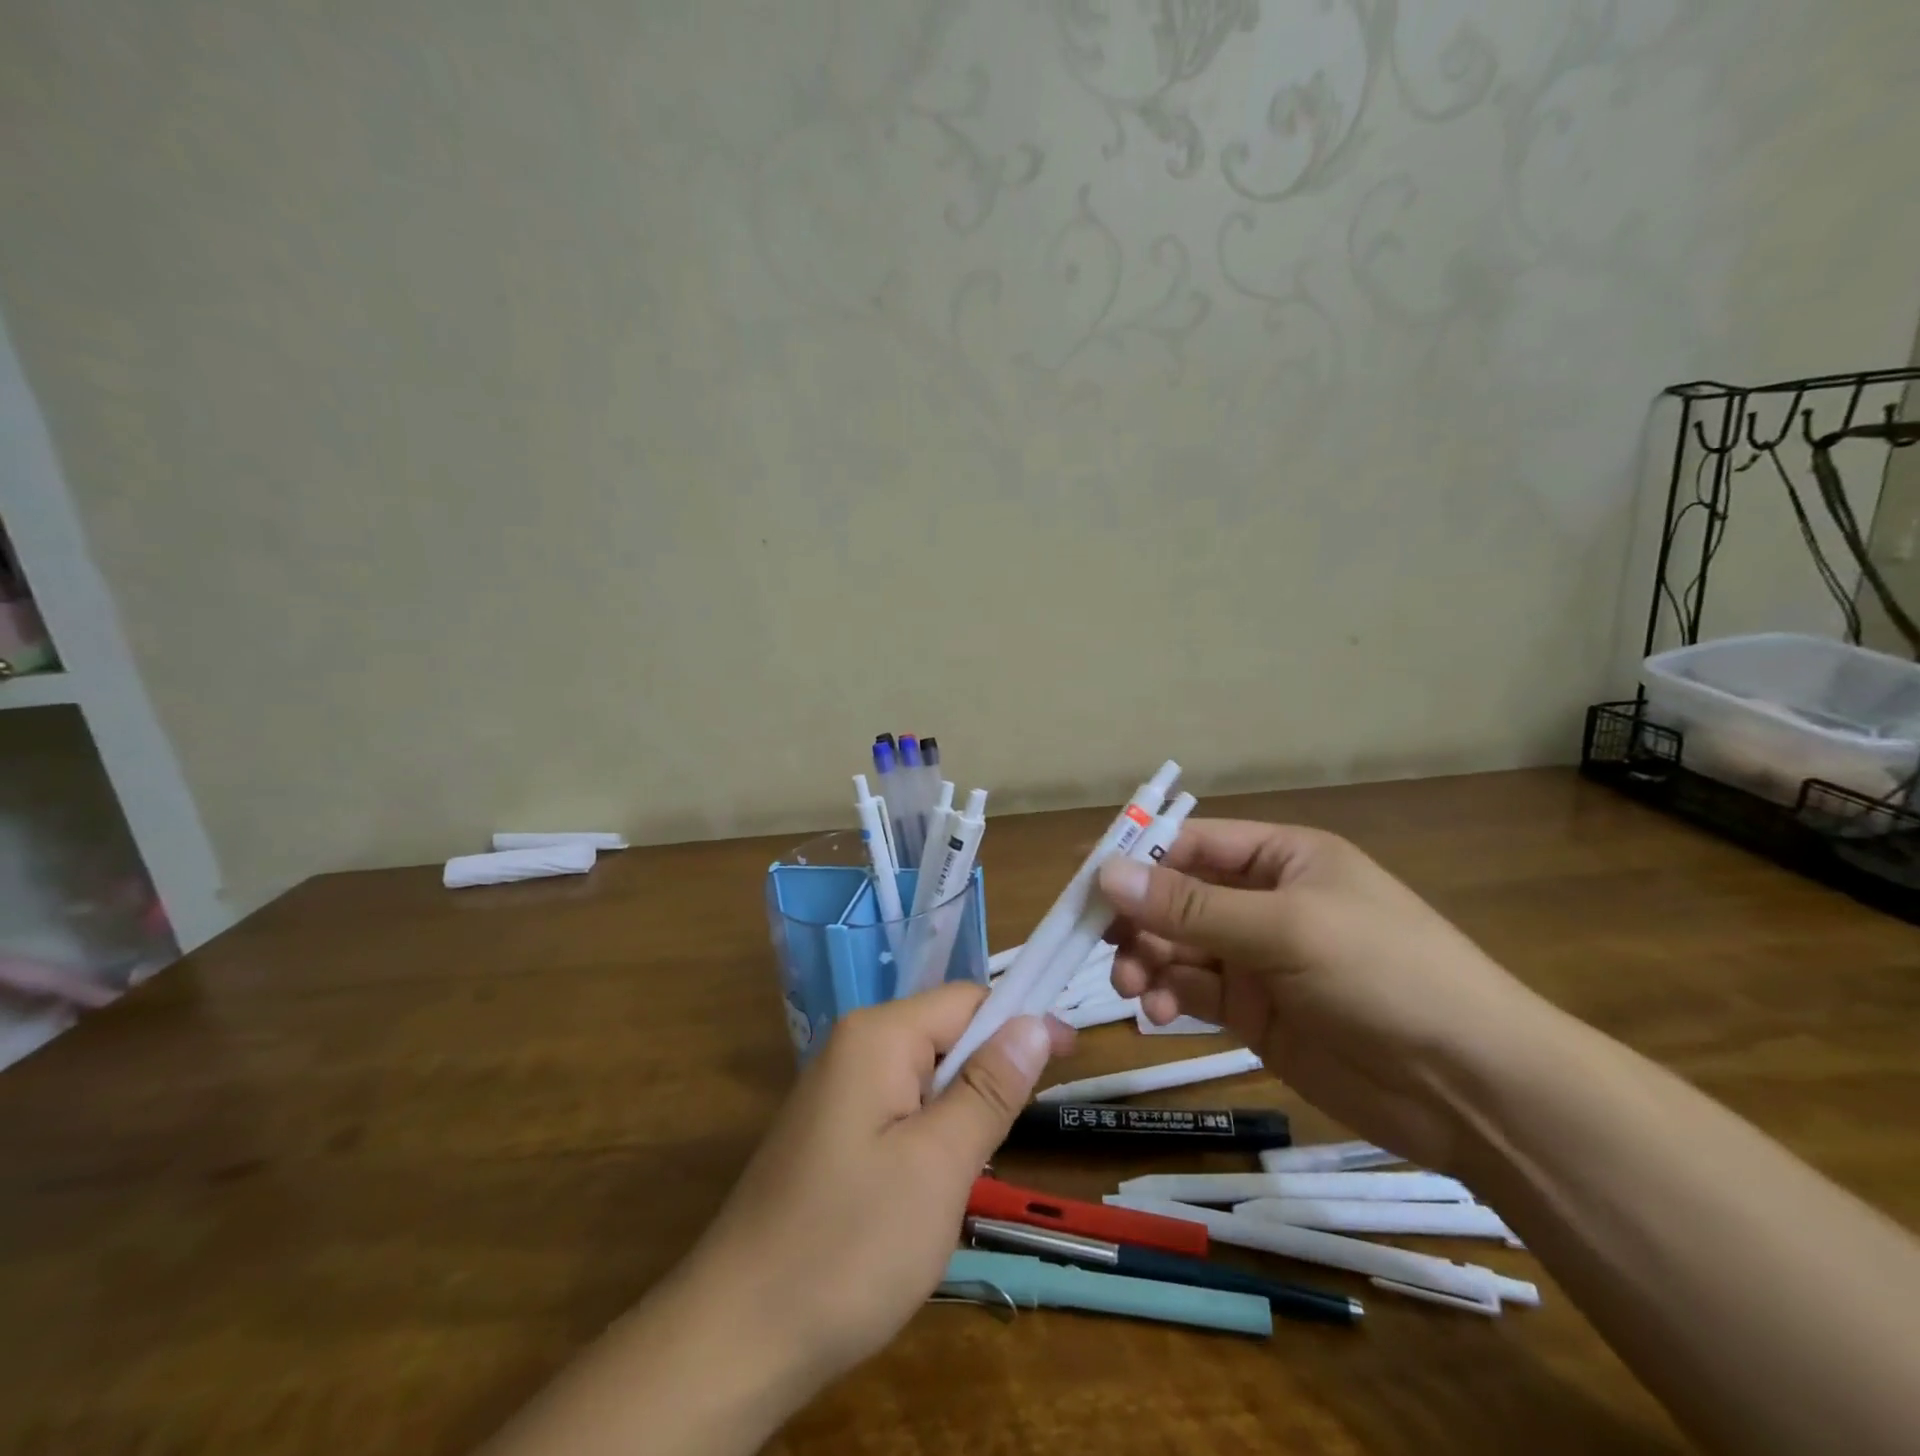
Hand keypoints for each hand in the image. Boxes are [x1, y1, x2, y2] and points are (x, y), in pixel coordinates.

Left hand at [484, 985, 1071, 1455]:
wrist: (737, 1336)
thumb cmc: (849, 1244)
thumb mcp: (939, 1165)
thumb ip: (991, 1087)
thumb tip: (1037, 1019)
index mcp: (878, 1036)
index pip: (968, 999)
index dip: (1022, 1021)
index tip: (1072, 1056)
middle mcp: (854, 1046)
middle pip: (946, 1033)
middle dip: (990, 1072)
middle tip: (1014, 1137)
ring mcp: (838, 1090)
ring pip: (926, 1075)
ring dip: (962, 1110)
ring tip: (973, 1171)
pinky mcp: (832, 1131)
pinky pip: (900, 1108)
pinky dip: (932, 1134)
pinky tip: (933, 1185)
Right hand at [1097, 820, 1549, 1171]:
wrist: (1473, 1088)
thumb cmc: (1385, 975)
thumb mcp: (1286, 928)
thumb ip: (1191, 907)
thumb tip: (1106, 874)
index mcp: (1280, 858)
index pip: (1191, 844)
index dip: (1136, 856)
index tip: (1083, 880)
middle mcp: (1262, 901)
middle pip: (1174, 898)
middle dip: (1137, 919)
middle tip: (1103, 946)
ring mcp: (1257, 959)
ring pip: (1176, 947)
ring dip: (1146, 961)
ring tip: (1134, 989)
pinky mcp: (1254, 1012)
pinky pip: (1193, 991)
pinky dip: (1168, 997)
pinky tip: (1161, 1013)